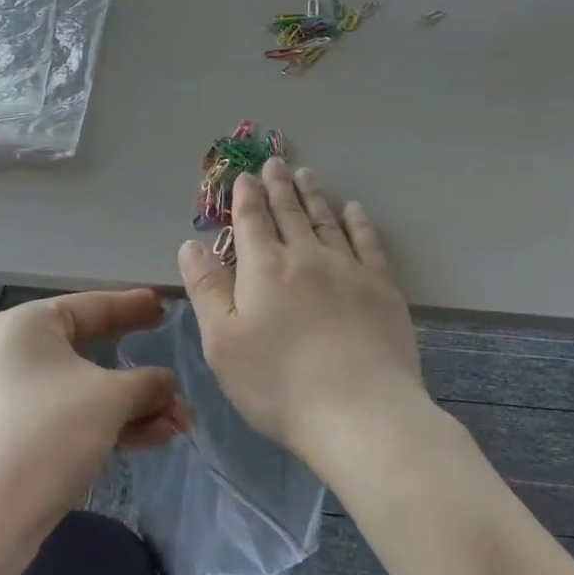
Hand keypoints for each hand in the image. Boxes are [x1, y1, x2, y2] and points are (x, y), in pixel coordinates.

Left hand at [0, 290, 188, 546]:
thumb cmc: (44, 436)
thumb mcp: (110, 399)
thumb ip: (148, 383)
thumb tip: (167, 384)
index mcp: (28, 325)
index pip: (94, 305)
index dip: (134, 306)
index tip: (167, 305)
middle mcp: (14, 355)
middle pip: (92, 350)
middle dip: (141, 373)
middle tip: (178, 370)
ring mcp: (11, 401)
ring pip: (86, 392)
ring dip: (134, 406)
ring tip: (179, 423)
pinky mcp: (14, 442)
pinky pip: (72, 421)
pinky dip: (110, 426)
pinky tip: (152, 440)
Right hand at [178, 159, 426, 466]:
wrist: (360, 412)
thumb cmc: (278, 384)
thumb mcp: (223, 343)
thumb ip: (206, 289)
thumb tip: (191, 244)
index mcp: (264, 268)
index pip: (251, 221)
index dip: (246, 196)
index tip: (246, 175)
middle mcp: (306, 256)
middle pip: (289, 212)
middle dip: (279, 186)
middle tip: (276, 162)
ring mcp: (348, 268)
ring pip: (326, 220)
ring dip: (314, 195)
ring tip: (308, 174)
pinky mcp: (382, 287)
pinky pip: (367, 241)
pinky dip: (358, 221)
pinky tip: (354, 209)